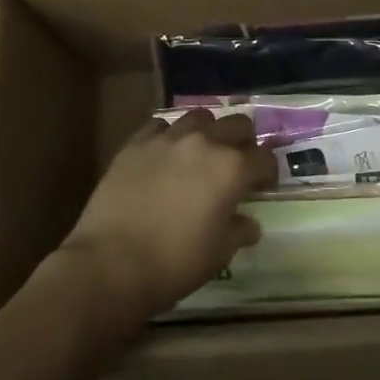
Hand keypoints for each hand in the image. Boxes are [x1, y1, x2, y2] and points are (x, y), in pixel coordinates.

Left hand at [59, 109, 276, 318]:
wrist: (111, 262)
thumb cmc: (175, 262)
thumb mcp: (219, 253)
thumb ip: (239, 231)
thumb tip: (248, 223)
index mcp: (232, 168)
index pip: (264, 158)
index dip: (268, 173)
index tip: (263, 187)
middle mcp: (204, 143)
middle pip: (237, 125)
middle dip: (244, 143)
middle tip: (238, 165)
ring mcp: (167, 139)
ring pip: (199, 117)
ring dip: (208, 131)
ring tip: (202, 152)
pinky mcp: (136, 143)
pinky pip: (160, 126)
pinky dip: (170, 135)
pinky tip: (166, 153)